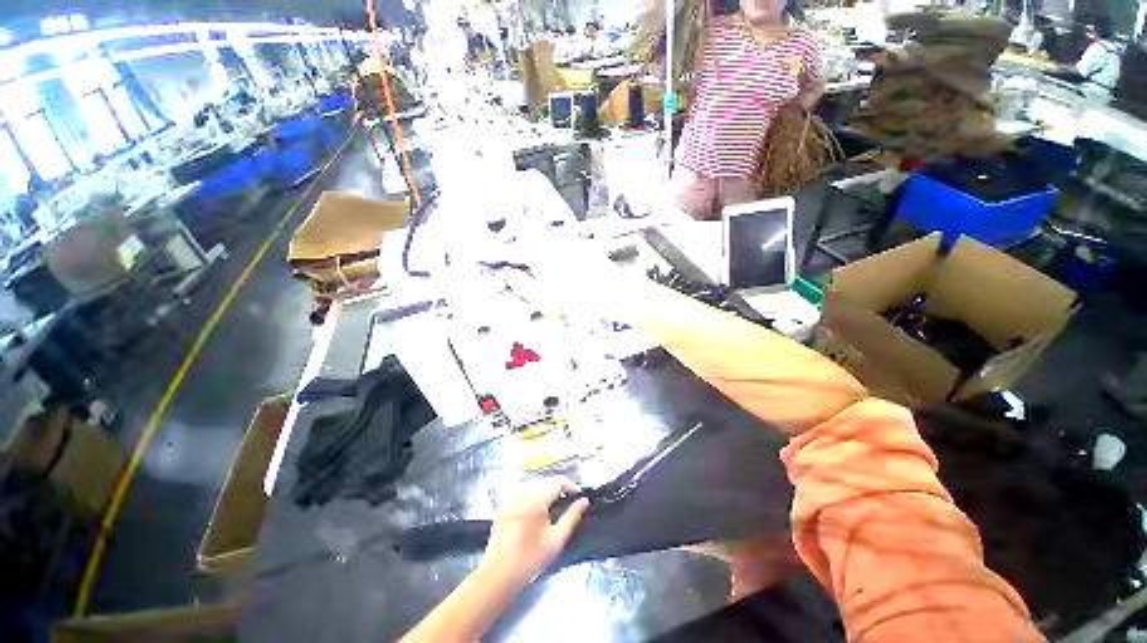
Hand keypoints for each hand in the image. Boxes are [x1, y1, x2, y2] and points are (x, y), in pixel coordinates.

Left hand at [480, 479, 589, 588]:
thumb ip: (572, 517)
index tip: (579, 498)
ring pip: (533, 488)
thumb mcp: (557, 539)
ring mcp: (511, 499)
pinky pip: (521, 496)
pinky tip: (535, 516)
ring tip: (554, 510)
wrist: (498, 574)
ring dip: (545, 494)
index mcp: (537, 497)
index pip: (558, 481)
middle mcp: (523, 492)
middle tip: (568, 505)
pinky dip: (532, 500)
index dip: (571, 486)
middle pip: (545, 483)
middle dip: (559, 490)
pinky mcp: (503, 508)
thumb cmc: (531, 557)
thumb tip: (584, 501)